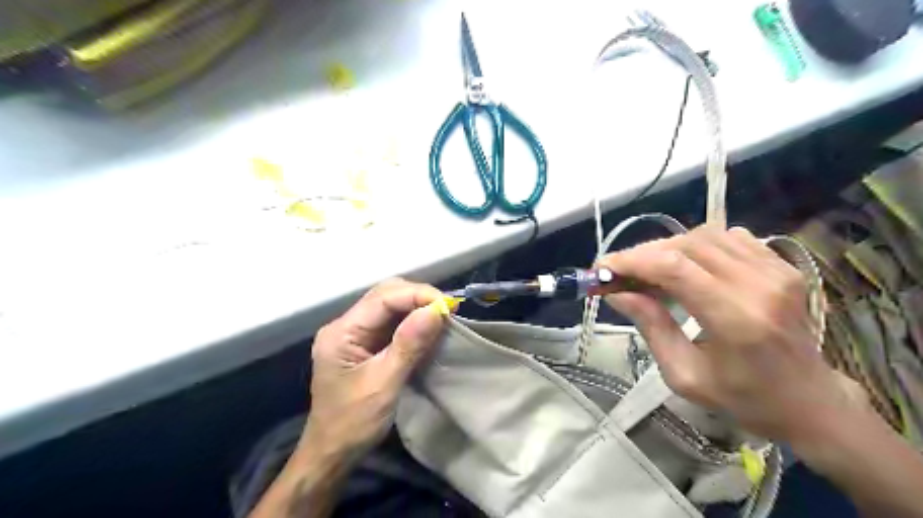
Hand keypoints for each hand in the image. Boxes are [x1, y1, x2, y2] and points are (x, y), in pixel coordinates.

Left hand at [301, 281, 455, 463]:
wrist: (332, 454)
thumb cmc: (353, 423)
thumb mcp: (383, 385)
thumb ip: (408, 345)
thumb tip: (435, 311)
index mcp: (341, 332)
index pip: (382, 298)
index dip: (417, 295)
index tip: (448, 306)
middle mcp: (346, 325)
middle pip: (385, 295)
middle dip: (418, 297)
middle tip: (447, 311)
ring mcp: (354, 334)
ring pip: (390, 306)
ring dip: (417, 307)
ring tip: (443, 317)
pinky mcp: (365, 344)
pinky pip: (392, 322)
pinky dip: (413, 321)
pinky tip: (428, 328)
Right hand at [603, 227, 869, 443]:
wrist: (809, 401)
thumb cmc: (743, 398)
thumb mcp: (684, 375)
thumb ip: (650, 326)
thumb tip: (616, 292)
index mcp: (736, 319)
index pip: (673, 268)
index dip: (631, 261)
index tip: (602, 267)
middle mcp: (759, 285)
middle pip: (686, 245)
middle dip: (644, 253)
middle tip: (620, 271)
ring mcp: (776, 270)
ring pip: (706, 235)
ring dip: (668, 247)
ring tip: (650, 270)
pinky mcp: (782, 265)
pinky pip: (728, 237)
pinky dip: (697, 245)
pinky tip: (687, 266)